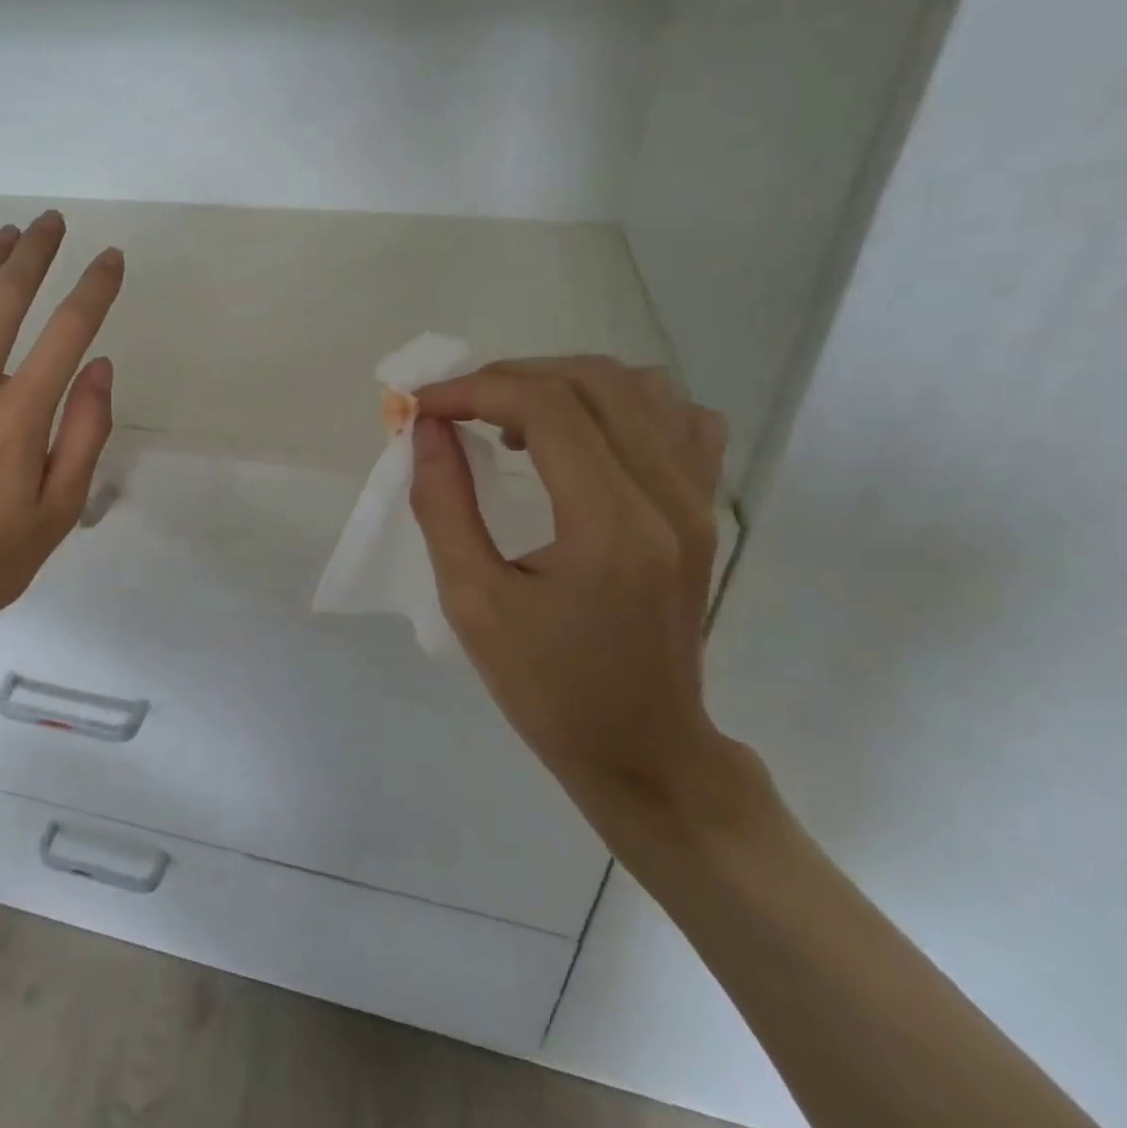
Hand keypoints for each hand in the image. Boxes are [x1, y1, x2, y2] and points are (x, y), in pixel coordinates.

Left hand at [0, 211, 123, 738]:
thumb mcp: (58, 512)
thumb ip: (84, 434)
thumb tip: (98, 365)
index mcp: (20, 417)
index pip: (69, 330)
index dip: (96, 288)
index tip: (112, 259)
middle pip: (7, 299)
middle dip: (36, 253)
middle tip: (53, 223)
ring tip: (7, 233)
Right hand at [409, 357, 736, 810]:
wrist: (644, 750)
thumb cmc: (548, 687)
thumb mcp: (472, 602)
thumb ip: (443, 505)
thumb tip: (426, 429)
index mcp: (610, 524)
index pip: (546, 407)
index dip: (474, 389)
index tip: (422, 406)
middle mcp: (667, 496)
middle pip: (591, 381)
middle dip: (509, 377)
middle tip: (455, 408)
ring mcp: (697, 499)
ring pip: (638, 386)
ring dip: (562, 384)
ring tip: (512, 420)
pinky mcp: (704, 509)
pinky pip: (679, 418)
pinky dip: (622, 404)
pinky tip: (583, 436)